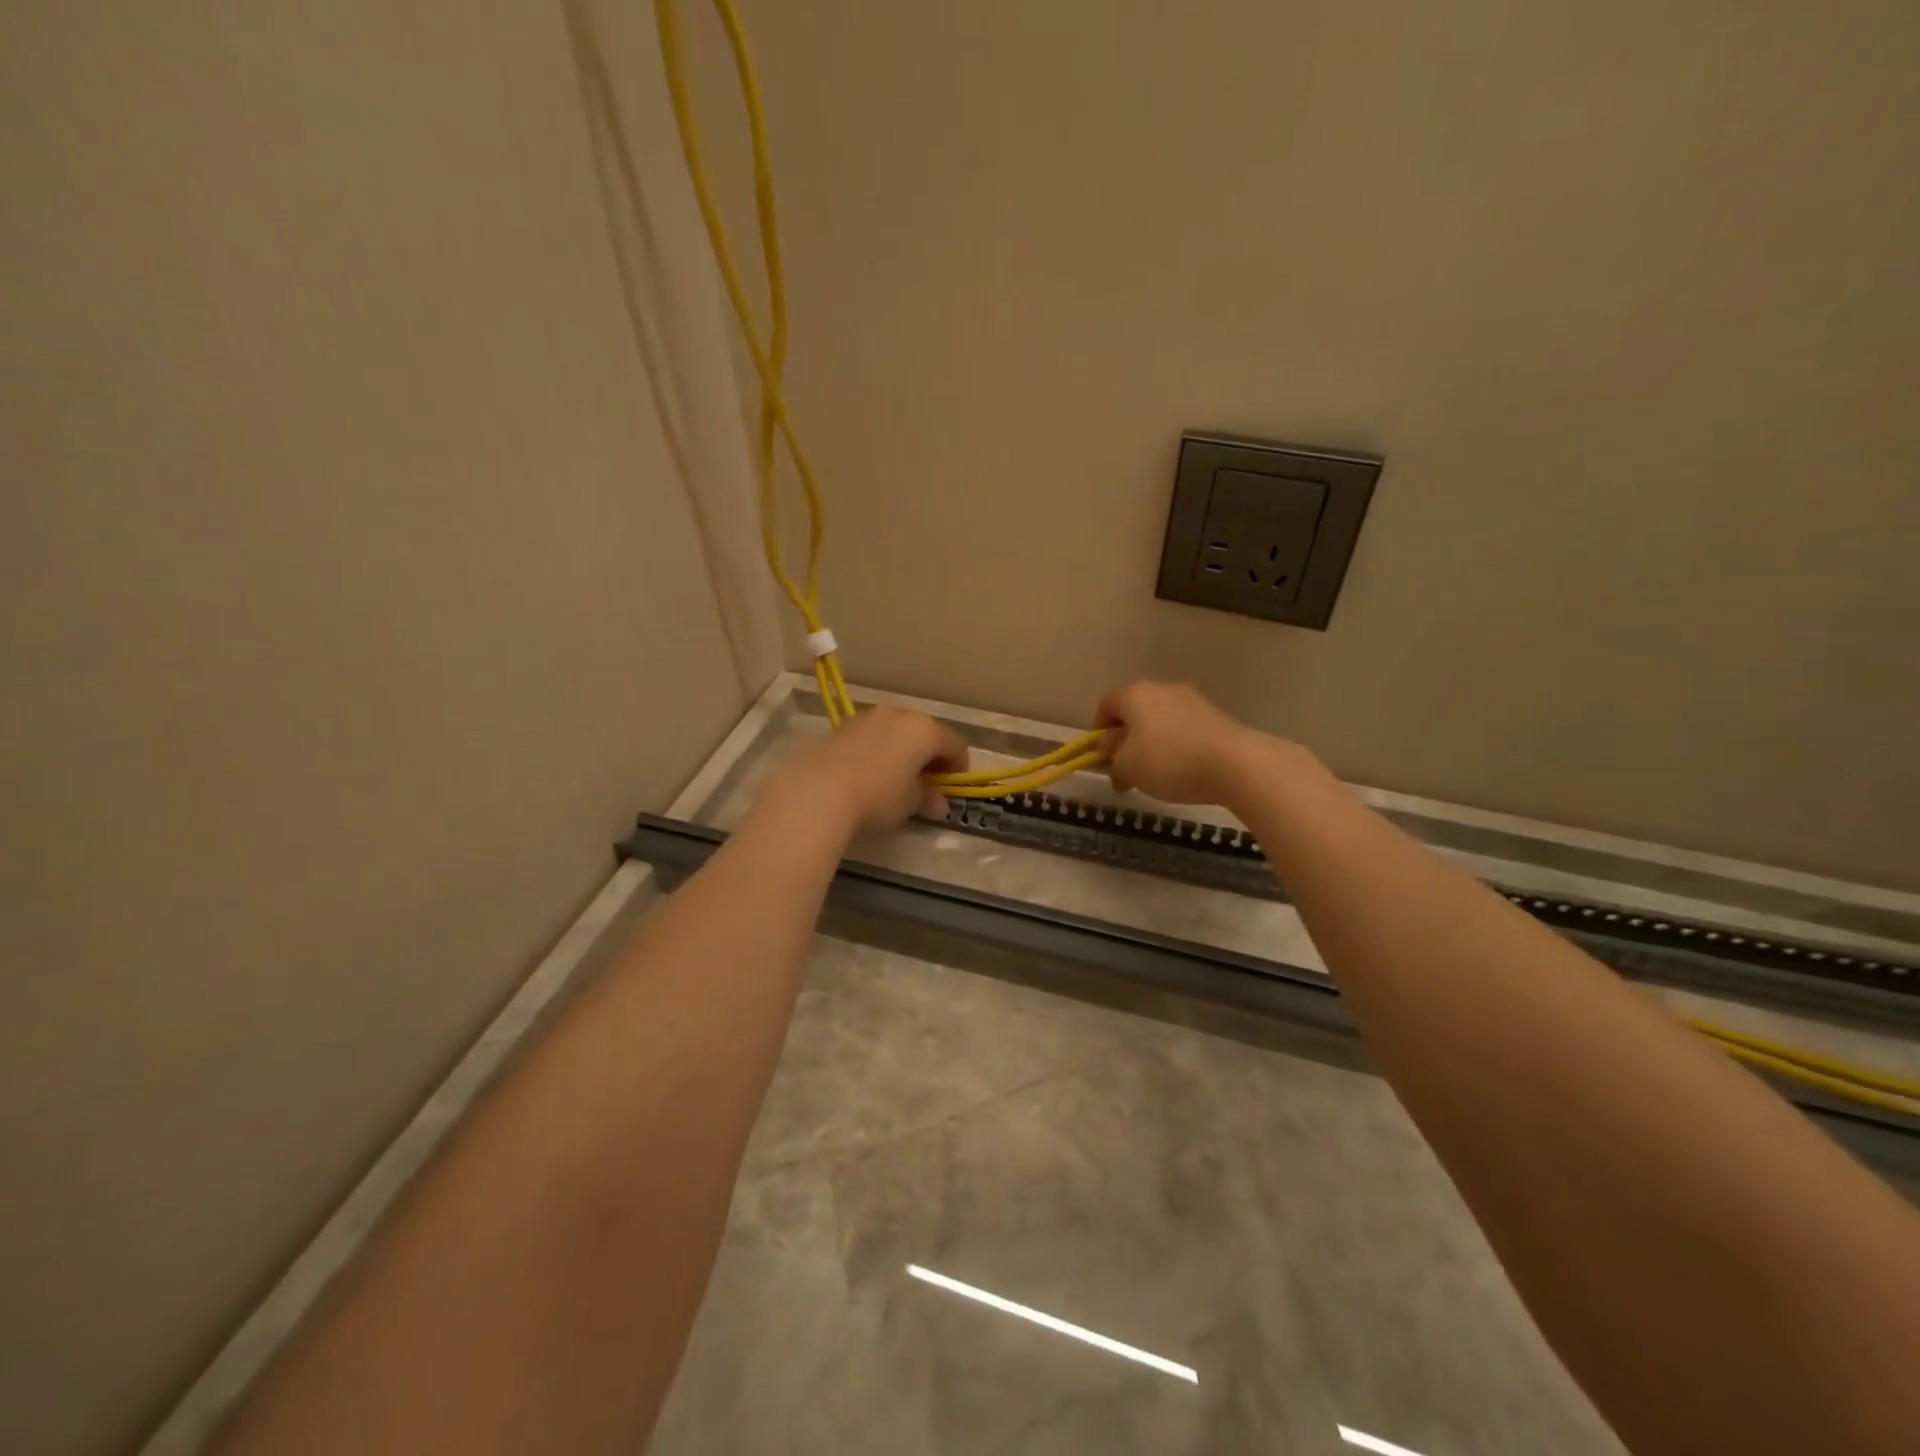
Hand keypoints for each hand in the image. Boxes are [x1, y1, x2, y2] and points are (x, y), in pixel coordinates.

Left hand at [762, 706, 969, 836]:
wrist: (818, 792)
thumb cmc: (877, 797)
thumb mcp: (909, 803)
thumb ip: (927, 798)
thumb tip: (938, 803)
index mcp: (924, 730)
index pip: (954, 743)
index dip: (959, 765)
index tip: (954, 784)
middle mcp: (898, 715)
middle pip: (924, 732)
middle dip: (929, 754)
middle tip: (927, 780)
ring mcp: (867, 717)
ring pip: (895, 731)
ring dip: (902, 750)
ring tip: (896, 777)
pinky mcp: (841, 727)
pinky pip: (871, 736)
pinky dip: (878, 750)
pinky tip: (869, 773)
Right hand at [1094, 681, 1266, 805]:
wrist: (1235, 763)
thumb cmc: (1168, 761)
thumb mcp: (1126, 765)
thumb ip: (1111, 754)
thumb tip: (1111, 745)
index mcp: (1135, 694)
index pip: (1106, 704)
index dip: (1098, 730)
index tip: (1102, 756)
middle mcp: (1162, 688)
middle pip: (1135, 710)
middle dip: (1127, 738)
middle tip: (1127, 768)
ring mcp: (1193, 700)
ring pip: (1161, 720)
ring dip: (1153, 742)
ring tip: (1157, 774)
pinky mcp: (1216, 716)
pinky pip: (1185, 729)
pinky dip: (1178, 746)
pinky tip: (1184, 770)